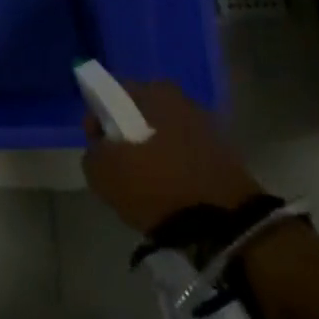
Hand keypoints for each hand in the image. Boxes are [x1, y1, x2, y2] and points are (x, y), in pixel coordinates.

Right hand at [82, 81, 262, 233]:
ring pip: (166, 133)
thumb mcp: (103, 172)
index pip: (114, 93)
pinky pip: (187, 154)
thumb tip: (101, 148)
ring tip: (143, 183)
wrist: (222, 226)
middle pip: (142, 113)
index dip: (98, 117)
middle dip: (128, 133)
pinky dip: (175, 167)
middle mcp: (183, 99)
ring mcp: (208, 127)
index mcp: (154, 92)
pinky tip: (168, 191)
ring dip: (154, 150)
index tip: (95, 143)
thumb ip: (93, 152)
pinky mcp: (225, 155)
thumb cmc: (155, 186)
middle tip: (118, 164)